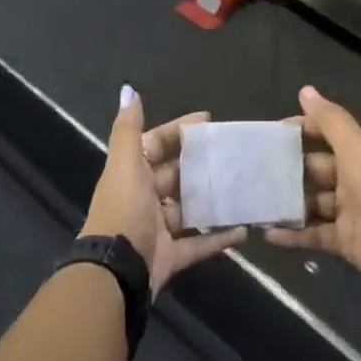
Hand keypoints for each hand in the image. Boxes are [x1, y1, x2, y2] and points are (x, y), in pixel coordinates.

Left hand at [82, 87, 245, 296]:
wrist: (115, 271)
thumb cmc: (123, 209)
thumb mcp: (124, 164)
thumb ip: (128, 128)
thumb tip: (128, 88)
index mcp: (132, 173)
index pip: (156, 144)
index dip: (179, 131)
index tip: (208, 120)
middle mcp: (144, 198)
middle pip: (176, 175)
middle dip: (202, 164)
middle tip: (235, 153)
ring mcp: (158, 229)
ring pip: (190, 209)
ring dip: (213, 200)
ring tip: (244, 186)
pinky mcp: (171, 256)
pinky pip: (199, 243)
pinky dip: (219, 238)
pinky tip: (244, 230)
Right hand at [266, 87, 360, 297]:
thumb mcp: (355, 147)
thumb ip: (329, 120)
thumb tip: (304, 89)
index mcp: (357, 151)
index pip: (323, 133)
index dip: (299, 130)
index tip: (268, 135)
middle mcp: (351, 177)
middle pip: (313, 168)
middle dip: (286, 168)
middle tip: (250, 170)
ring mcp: (347, 210)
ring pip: (310, 202)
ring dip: (286, 202)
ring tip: (252, 200)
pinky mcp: (344, 241)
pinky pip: (312, 234)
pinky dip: (292, 234)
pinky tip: (266, 233)